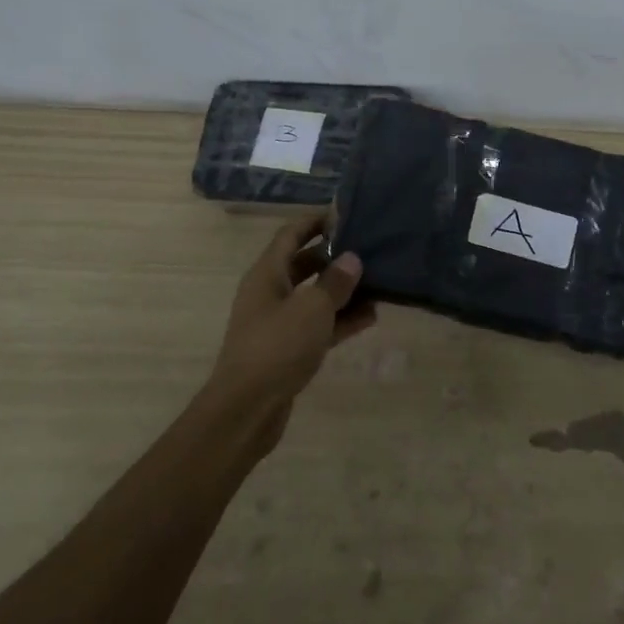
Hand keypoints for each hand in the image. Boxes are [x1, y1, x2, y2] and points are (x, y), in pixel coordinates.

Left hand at [207, 212, 375, 452]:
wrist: (246, 410)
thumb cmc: (277, 347)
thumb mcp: (312, 309)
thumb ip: (335, 282)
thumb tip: (353, 259)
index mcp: (267, 273)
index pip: (291, 234)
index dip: (315, 221)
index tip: (345, 213)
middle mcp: (270, 293)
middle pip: (304, 264)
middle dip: (334, 256)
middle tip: (368, 247)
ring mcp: (278, 323)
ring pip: (314, 296)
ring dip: (342, 290)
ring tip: (377, 281)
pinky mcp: (288, 350)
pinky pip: (318, 325)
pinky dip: (340, 319)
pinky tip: (371, 317)